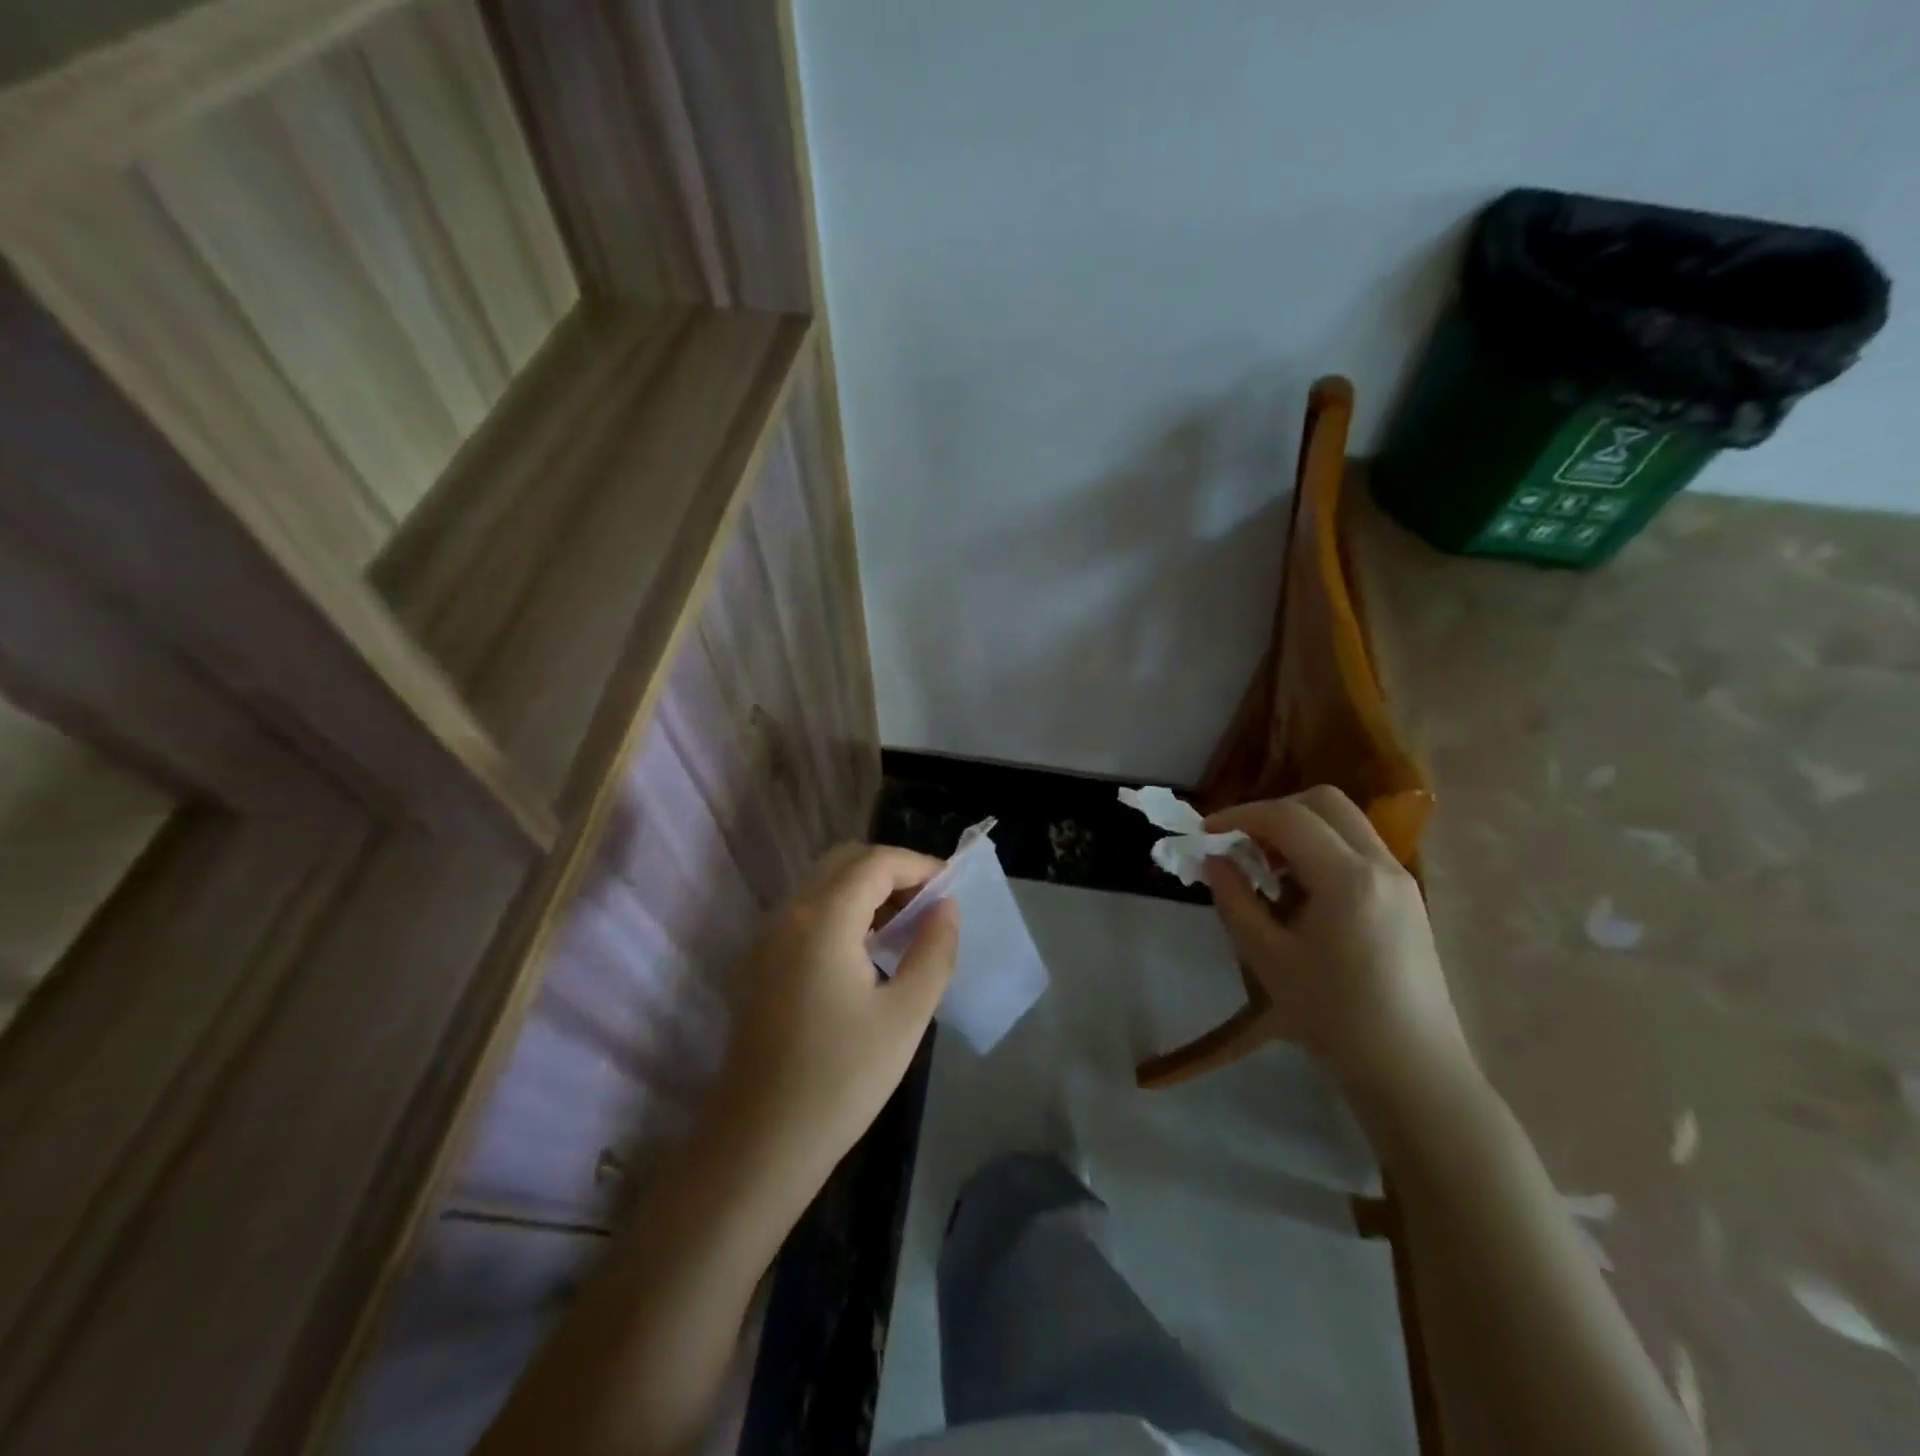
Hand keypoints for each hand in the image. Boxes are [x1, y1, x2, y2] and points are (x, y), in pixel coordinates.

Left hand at [710, 844, 958, 1200]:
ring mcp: (767, 941)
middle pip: (845, 863)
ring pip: (824, 888)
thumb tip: (945, 908)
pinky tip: (868, 956)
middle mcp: (789, 916)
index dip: (919, 865)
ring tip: (907, 928)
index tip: (952, 888)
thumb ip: (933, 950)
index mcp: (823, 919)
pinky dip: (843, 914)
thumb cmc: (842, 1079)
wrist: (759, 1145)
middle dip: (893, 872)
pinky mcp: (759, 967)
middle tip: (929, 905)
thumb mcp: (905, 1015)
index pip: (876, 862)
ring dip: (867, 892)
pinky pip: (807, 916)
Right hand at [1203, 787, 1473, 1108]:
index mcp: (1348, 878)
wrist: (1412, 1071)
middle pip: (1325, 803)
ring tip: (1266, 869)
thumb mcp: (1268, 959)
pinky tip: (1300, 891)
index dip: (1240, 816)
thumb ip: (1235, 900)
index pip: (1287, 817)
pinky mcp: (1407, 899)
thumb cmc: (1334, 1016)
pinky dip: (1322, 849)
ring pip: (1345, 823)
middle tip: (1241, 843)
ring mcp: (1401, 880)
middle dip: (1274, 811)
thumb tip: (1214, 861)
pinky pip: (1358, 849)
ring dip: (1300, 830)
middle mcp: (1381, 865)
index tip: (1207, 832)